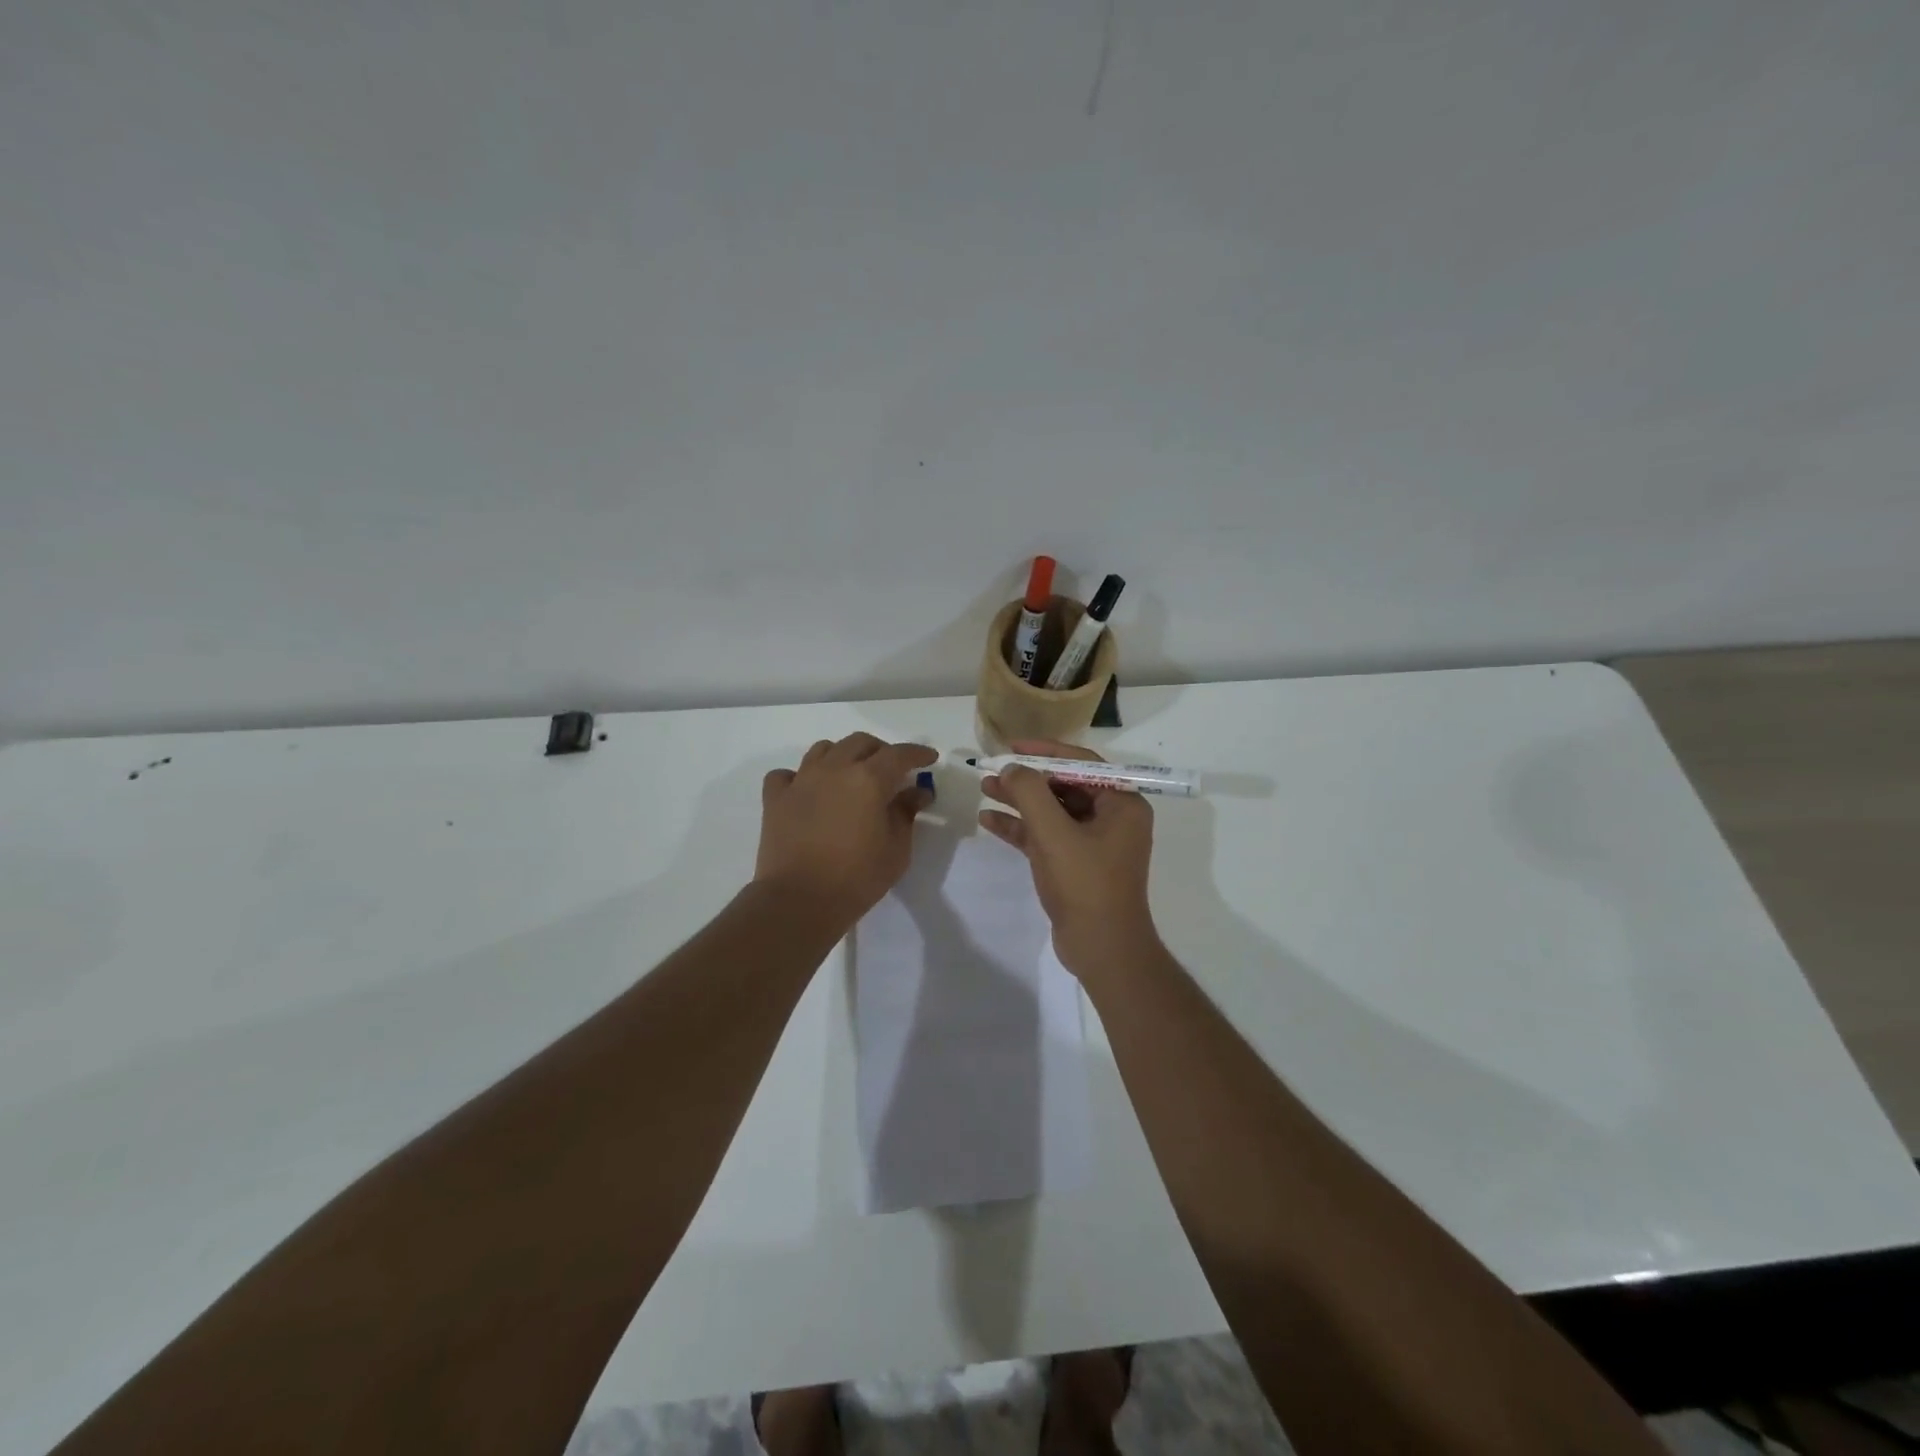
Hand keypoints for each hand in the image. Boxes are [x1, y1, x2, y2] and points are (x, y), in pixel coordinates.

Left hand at [756, 734, 937, 925]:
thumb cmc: (857, 877)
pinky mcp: (775, 798)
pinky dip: (799, 776)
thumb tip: (917, 792)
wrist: (799, 901)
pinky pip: (786, 774)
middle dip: (880, 750)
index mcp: (868, 779)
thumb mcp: (896, 849)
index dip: (917, 753)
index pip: (899, 754)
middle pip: (860, 742)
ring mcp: (801, 781)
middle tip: (891, 770)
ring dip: (842, 755)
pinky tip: (807, 791)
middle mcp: (834, 769)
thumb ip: (906, 813)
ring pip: (823, 749)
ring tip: (851, 775)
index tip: (929, 758)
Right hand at [978, 739, 1158, 975]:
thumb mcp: (1053, 833)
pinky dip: (1021, 828)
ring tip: (984, 789)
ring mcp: (1094, 843)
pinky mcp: (1076, 864)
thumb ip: (1030, 793)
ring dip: (1019, 801)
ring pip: (1052, 811)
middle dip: (1026, 778)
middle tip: (991, 769)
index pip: (1081, 763)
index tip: (1011, 747)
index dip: (1045, 751)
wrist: (1102, 948)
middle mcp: (1112, 818)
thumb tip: (1011, 768)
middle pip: (1064, 785)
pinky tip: (989, 821)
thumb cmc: (1085, 884)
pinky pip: (1047, 836)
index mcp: (1122, 804)